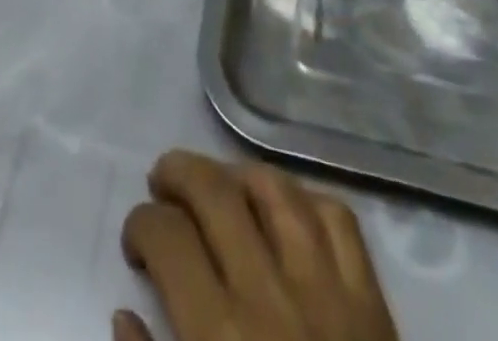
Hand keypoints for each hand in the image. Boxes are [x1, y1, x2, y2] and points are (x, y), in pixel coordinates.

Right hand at [119, 151, 397, 340]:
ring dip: (236, 174)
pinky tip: (284, 210)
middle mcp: (269, 296)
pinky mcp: (373, 305)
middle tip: (161, 185)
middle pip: (214, 191)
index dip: (140, 224)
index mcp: (219, 336)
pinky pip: (338, 220)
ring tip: (217, 185)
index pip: (167, 237)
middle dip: (177, 173)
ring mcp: (328, 292)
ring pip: (274, 190)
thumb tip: (123, 315)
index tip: (135, 242)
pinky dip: (305, 200)